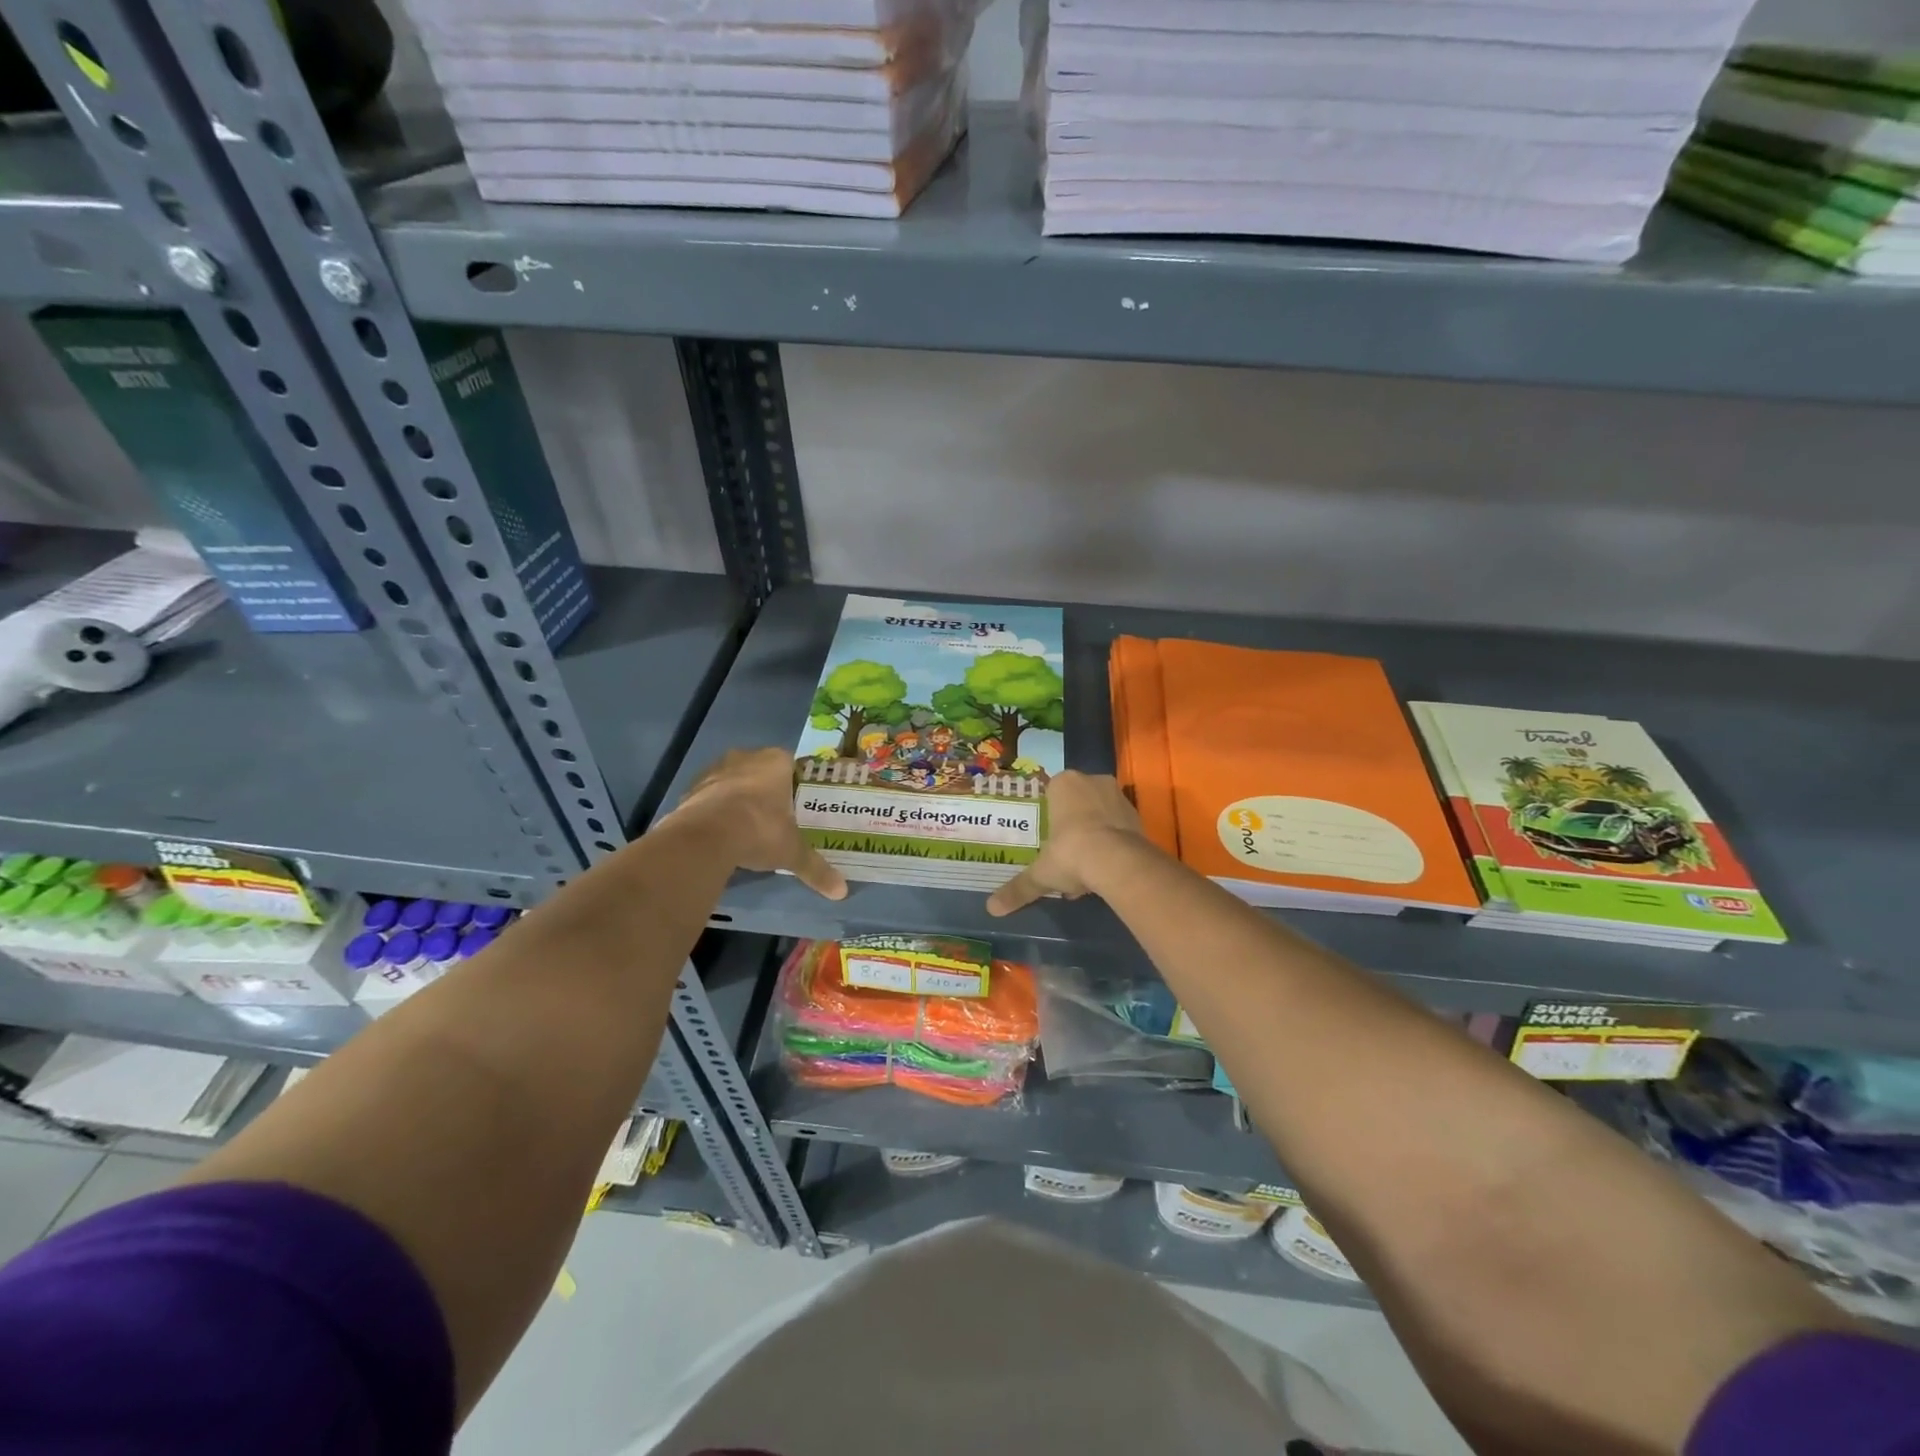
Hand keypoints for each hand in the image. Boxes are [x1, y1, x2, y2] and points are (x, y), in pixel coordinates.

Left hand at [668, 747, 847, 900]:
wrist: (705, 837)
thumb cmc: (760, 830)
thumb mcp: (792, 853)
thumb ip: (816, 869)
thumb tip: (842, 892)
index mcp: (775, 762)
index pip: (790, 764)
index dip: (793, 783)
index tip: (796, 805)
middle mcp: (745, 758)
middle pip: (759, 770)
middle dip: (765, 789)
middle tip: (773, 816)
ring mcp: (714, 770)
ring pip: (732, 780)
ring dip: (737, 797)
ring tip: (745, 826)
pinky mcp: (690, 789)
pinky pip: (709, 796)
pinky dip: (714, 810)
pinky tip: (720, 832)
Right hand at [986, 771, 1150, 916]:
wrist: (1117, 862)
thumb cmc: (1070, 853)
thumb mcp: (1041, 873)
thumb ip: (1019, 888)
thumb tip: (992, 909)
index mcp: (1064, 783)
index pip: (1053, 792)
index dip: (1051, 816)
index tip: (1050, 839)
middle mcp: (1093, 781)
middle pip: (1079, 802)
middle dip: (1074, 826)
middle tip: (1067, 854)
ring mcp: (1119, 796)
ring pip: (1101, 813)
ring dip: (1095, 834)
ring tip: (1087, 867)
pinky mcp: (1139, 815)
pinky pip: (1120, 827)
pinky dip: (1114, 842)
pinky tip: (1106, 868)